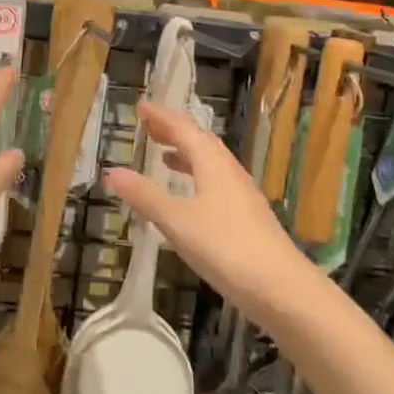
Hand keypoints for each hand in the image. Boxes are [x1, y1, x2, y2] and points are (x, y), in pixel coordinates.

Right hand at [104, 102, 310, 334]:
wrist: (280, 287)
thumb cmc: (225, 247)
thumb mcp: (176, 221)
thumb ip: (145, 196)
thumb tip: (113, 171)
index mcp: (212, 164)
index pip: (184, 130)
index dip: (162, 117)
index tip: (141, 106)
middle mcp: (229, 172)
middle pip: (200, 142)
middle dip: (174, 131)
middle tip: (149, 126)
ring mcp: (241, 194)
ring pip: (210, 163)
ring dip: (186, 154)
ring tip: (165, 155)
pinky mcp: (247, 216)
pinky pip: (217, 183)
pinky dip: (197, 178)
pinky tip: (190, 196)